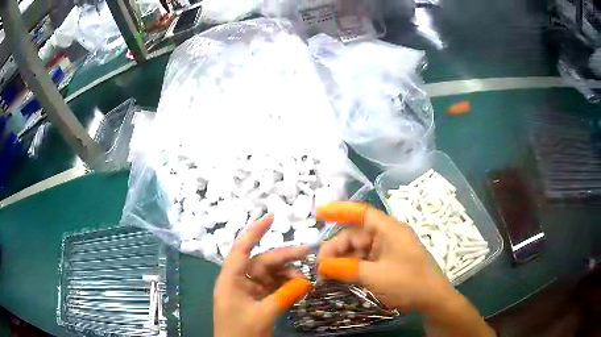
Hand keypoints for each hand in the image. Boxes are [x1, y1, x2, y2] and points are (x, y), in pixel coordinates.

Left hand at [213, 215, 311, 336]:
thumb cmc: (240, 333)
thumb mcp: (262, 315)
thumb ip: (283, 296)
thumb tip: (305, 282)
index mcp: (230, 280)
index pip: (241, 249)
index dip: (255, 232)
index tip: (271, 217)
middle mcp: (238, 281)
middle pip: (261, 262)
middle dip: (284, 258)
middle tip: (307, 253)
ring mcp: (247, 291)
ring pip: (269, 275)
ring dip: (287, 275)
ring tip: (305, 280)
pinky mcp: (255, 300)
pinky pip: (272, 287)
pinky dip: (285, 286)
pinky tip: (298, 288)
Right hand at [316, 202, 494, 336]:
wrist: (432, 300)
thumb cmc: (408, 283)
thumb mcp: (375, 276)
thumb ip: (346, 268)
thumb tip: (321, 265)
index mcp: (389, 230)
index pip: (361, 213)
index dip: (339, 210)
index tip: (318, 214)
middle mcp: (388, 236)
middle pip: (356, 235)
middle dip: (336, 249)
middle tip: (319, 266)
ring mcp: (389, 250)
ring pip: (359, 250)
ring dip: (342, 260)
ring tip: (326, 275)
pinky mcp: (388, 263)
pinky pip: (365, 261)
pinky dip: (352, 267)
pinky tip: (340, 277)